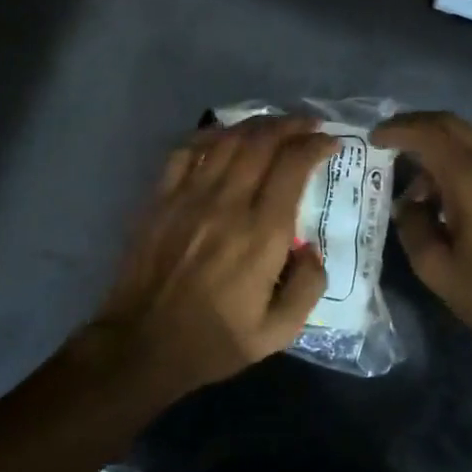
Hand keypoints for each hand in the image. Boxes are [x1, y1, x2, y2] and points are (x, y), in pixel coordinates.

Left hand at [87, 116, 336, 396]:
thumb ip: (308, 287)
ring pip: (227, 139)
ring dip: (256, 124)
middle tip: (308, 125)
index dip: (315, 145)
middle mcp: (227, 204)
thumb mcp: (277, 333)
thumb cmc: (213, 341)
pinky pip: (187, 150)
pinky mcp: (161, 198)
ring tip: (274, 125)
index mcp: (260, 234)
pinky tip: (224, 135)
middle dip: (291, 125)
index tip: (331, 143)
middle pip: (262, 141)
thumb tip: (312, 248)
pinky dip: (211, 134)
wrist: (141, 346)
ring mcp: (189, 196)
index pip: (292, 166)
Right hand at [373, 111, 471, 353]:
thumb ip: (412, 224)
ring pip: (466, 140)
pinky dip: (453, 161)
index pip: (429, 134)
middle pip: (450, 124)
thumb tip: (409, 203)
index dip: (398, 130)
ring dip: (435, 147)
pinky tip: (440, 194)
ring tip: (411, 183)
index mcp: (471, 179)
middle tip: (388, 140)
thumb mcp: (433, 266)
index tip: (373, 139)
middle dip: (415, 125)